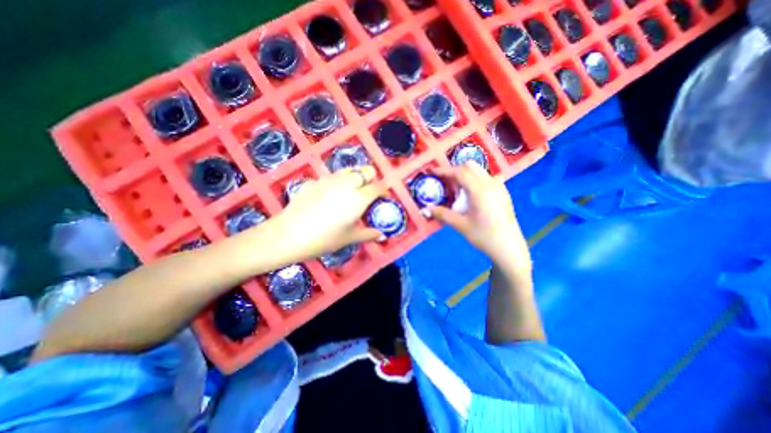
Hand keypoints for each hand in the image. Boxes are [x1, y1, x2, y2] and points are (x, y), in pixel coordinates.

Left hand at [269, 166, 385, 262]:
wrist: (289, 235)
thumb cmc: (324, 239)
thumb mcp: (349, 238)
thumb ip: (368, 234)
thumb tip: (382, 236)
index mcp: (359, 198)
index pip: (378, 187)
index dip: (383, 191)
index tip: (383, 198)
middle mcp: (346, 184)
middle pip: (366, 170)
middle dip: (371, 178)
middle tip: (367, 192)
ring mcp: (329, 180)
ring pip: (349, 170)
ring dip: (354, 177)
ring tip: (350, 192)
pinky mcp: (314, 181)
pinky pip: (331, 177)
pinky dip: (336, 182)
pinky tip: (328, 196)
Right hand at [428, 163, 530, 272]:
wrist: (509, 248)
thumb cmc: (484, 236)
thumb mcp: (461, 225)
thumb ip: (442, 214)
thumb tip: (426, 209)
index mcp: (480, 190)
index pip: (460, 172)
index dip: (444, 171)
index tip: (433, 172)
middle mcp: (490, 183)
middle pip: (470, 167)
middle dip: (455, 171)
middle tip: (445, 183)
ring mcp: (499, 187)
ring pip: (479, 171)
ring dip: (466, 175)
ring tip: (458, 190)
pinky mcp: (503, 192)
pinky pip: (487, 178)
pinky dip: (476, 180)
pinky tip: (472, 194)